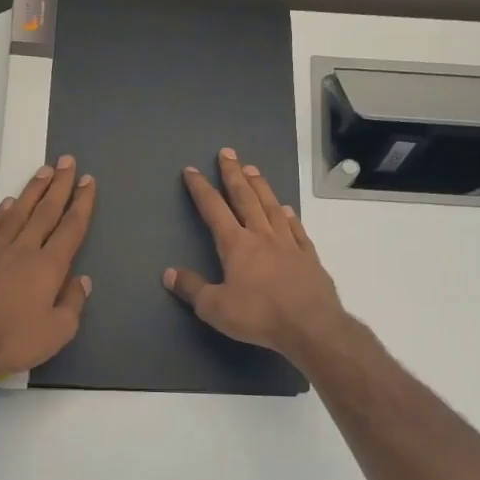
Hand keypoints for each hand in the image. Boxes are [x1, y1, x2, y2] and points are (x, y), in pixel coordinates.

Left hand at [0, 158, 96, 384]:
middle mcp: (23, 250)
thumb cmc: (11, 340)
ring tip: (42, 171)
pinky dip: (2, 213)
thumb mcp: (57, 332)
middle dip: (59, 185)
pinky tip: (9, 203)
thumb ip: (72, 303)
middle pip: (45, 212)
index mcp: (48, 266)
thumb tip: (82, 280)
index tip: (87, 181)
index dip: (81, 203)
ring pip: (18, 213)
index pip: (70, 228)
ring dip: (33, 191)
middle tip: (67, 161)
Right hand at [163, 147, 348, 365]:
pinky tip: (286, 210)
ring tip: (253, 169)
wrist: (310, 326)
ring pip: (271, 208)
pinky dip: (290, 217)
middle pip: (245, 198)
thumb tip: (169, 273)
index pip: (214, 210)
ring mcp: (289, 244)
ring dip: (261, 187)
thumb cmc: (258, 316)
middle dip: (233, 175)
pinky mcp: (309, 258)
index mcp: (236, 245)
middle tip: (227, 153)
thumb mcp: (215, 307)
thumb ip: (192, 288)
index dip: (201, 189)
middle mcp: (262, 236)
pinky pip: (297, 230)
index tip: (192, 170)